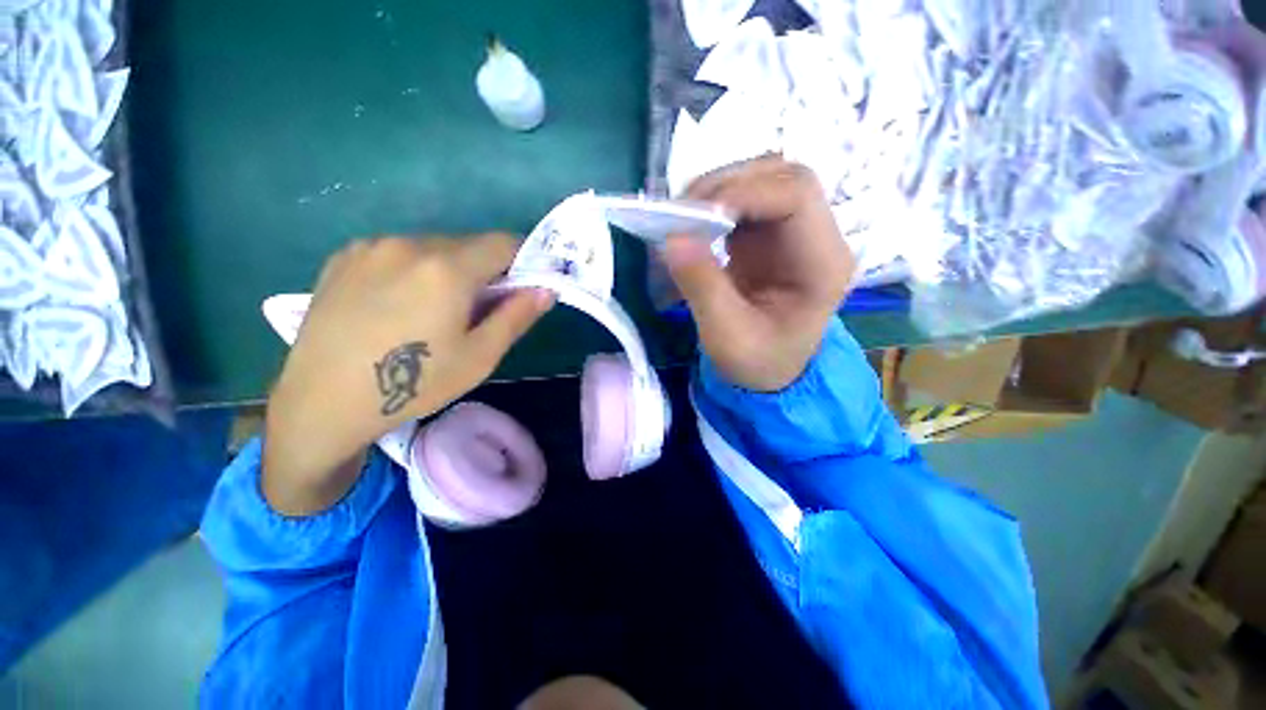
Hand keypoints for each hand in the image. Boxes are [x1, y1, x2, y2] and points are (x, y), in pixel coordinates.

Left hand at [263, 234, 553, 514]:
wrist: (323, 402)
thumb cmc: (414, 384)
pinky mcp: (344, 256)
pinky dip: (415, 269)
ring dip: (450, 269)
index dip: (522, 261)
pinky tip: (398, 305)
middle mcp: (408, 243)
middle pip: (468, 244)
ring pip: (433, 247)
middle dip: (485, 269)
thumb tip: (546, 289)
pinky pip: (399, 252)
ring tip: (434, 311)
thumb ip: (517, 316)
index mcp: (446, 269)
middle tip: (479, 309)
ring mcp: (371, 246)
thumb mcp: (480, 357)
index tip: (521, 288)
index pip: (504, 243)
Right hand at [663, 156, 852, 391]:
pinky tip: (694, 221)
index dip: (743, 193)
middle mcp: (817, 238)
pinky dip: (716, 202)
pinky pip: (746, 200)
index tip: (693, 214)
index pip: (796, 195)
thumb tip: (671, 238)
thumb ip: (702, 287)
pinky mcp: (771, 235)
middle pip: (783, 176)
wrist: (772, 372)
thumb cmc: (758, 362)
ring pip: (763, 180)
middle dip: (728, 185)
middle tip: (682, 211)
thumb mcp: (727, 336)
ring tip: (683, 215)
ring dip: (719, 189)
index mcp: (823, 264)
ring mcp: (794, 232)